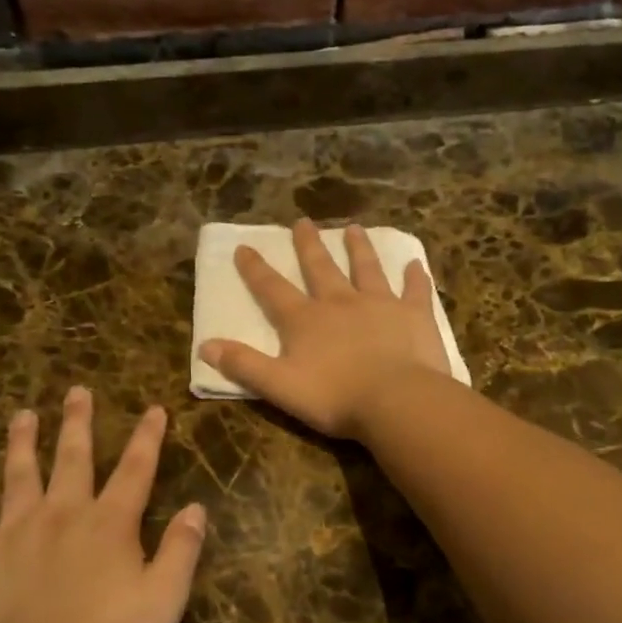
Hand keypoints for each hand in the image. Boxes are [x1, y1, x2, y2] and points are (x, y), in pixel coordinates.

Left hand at [0, 387, 205, 622]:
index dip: (147, 438)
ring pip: (20, 475)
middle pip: (73, 458)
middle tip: (76, 391)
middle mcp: (63, 516)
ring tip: (23, 414)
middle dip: (78, 423)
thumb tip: (196, 508)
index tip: (153, 408)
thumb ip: (180, 551)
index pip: (135, 470)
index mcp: (110, 525)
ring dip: (23, 443)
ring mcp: (15, 534)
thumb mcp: (163, 602)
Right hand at [198, 219, 452, 438]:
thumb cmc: (335, 397)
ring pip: (366, 269)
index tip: (245, 247)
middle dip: (309, 245)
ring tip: (353, 229)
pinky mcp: (414, 315)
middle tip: (303, 221)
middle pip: (320, 268)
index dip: (256, 269)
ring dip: (358, 249)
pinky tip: (416, 263)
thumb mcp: (279, 386)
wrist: (397, 401)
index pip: (273, 289)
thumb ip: (243, 365)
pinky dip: (415, 277)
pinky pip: (415, 290)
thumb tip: (205, 346)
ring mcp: (380, 304)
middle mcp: (340, 302)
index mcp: (305, 320)